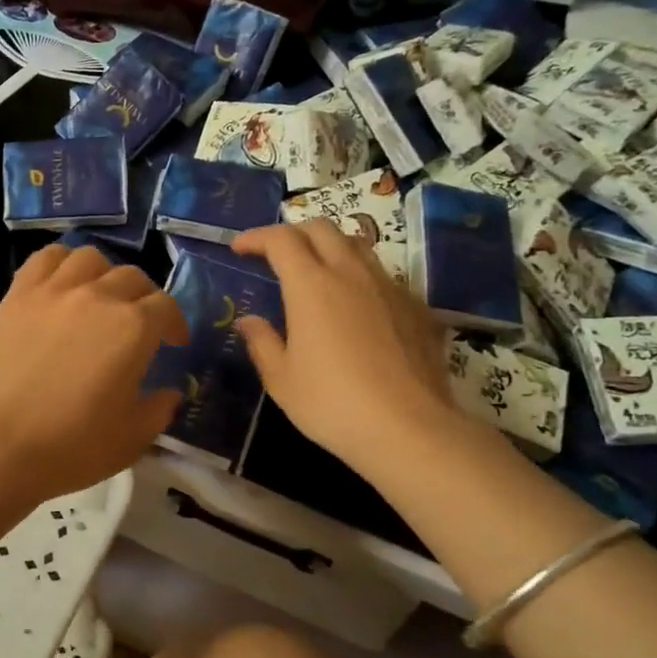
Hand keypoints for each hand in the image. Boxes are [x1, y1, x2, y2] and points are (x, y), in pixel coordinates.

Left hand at [0, 244, 189, 503]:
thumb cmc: (73, 445)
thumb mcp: (133, 437)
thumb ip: (159, 409)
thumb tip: (169, 392)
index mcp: (134, 328)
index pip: (166, 306)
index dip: (175, 323)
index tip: (173, 342)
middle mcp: (98, 296)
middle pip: (132, 277)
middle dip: (144, 299)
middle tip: (139, 324)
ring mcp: (54, 291)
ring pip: (89, 258)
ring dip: (104, 274)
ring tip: (100, 296)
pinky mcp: (18, 296)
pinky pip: (45, 259)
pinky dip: (61, 262)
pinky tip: (62, 283)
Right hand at [231, 221, 464, 476]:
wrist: (409, 429)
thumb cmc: (332, 404)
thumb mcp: (282, 379)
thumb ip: (262, 342)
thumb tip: (249, 321)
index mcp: (311, 286)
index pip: (281, 239)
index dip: (256, 237)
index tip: (240, 248)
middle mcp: (351, 274)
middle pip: (322, 228)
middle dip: (294, 232)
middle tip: (276, 255)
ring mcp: (389, 287)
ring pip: (357, 246)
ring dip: (330, 248)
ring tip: (317, 273)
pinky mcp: (416, 307)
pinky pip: (383, 276)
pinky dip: (360, 278)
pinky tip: (356, 308)